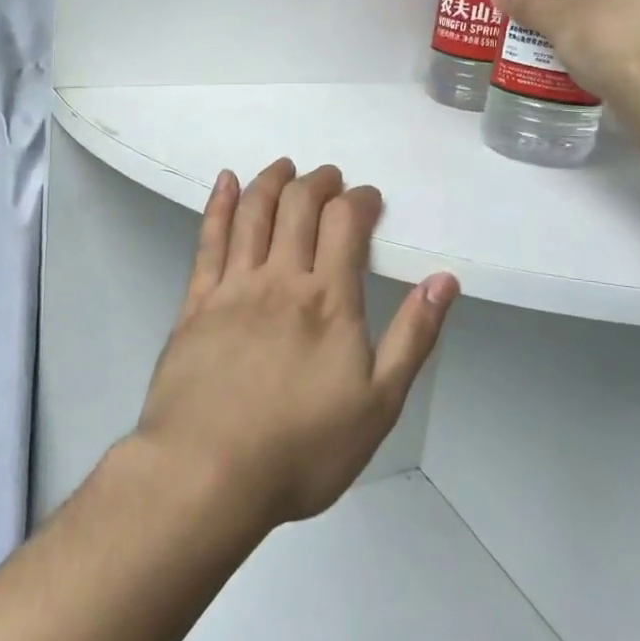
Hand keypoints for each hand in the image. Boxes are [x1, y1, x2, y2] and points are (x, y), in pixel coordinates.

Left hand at [134, 159, 459, 530]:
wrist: (208, 473)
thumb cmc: (302, 448)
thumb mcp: (379, 404)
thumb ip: (413, 337)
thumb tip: (443, 280)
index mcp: (329, 298)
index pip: (345, 222)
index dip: (359, 199)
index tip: (368, 197)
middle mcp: (281, 277)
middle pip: (299, 206)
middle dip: (319, 182)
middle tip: (329, 177)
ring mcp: (233, 286)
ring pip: (254, 213)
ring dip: (272, 181)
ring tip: (284, 167)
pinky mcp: (196, 301)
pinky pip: (208, 239)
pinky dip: (219, 204)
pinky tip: (225, 181)